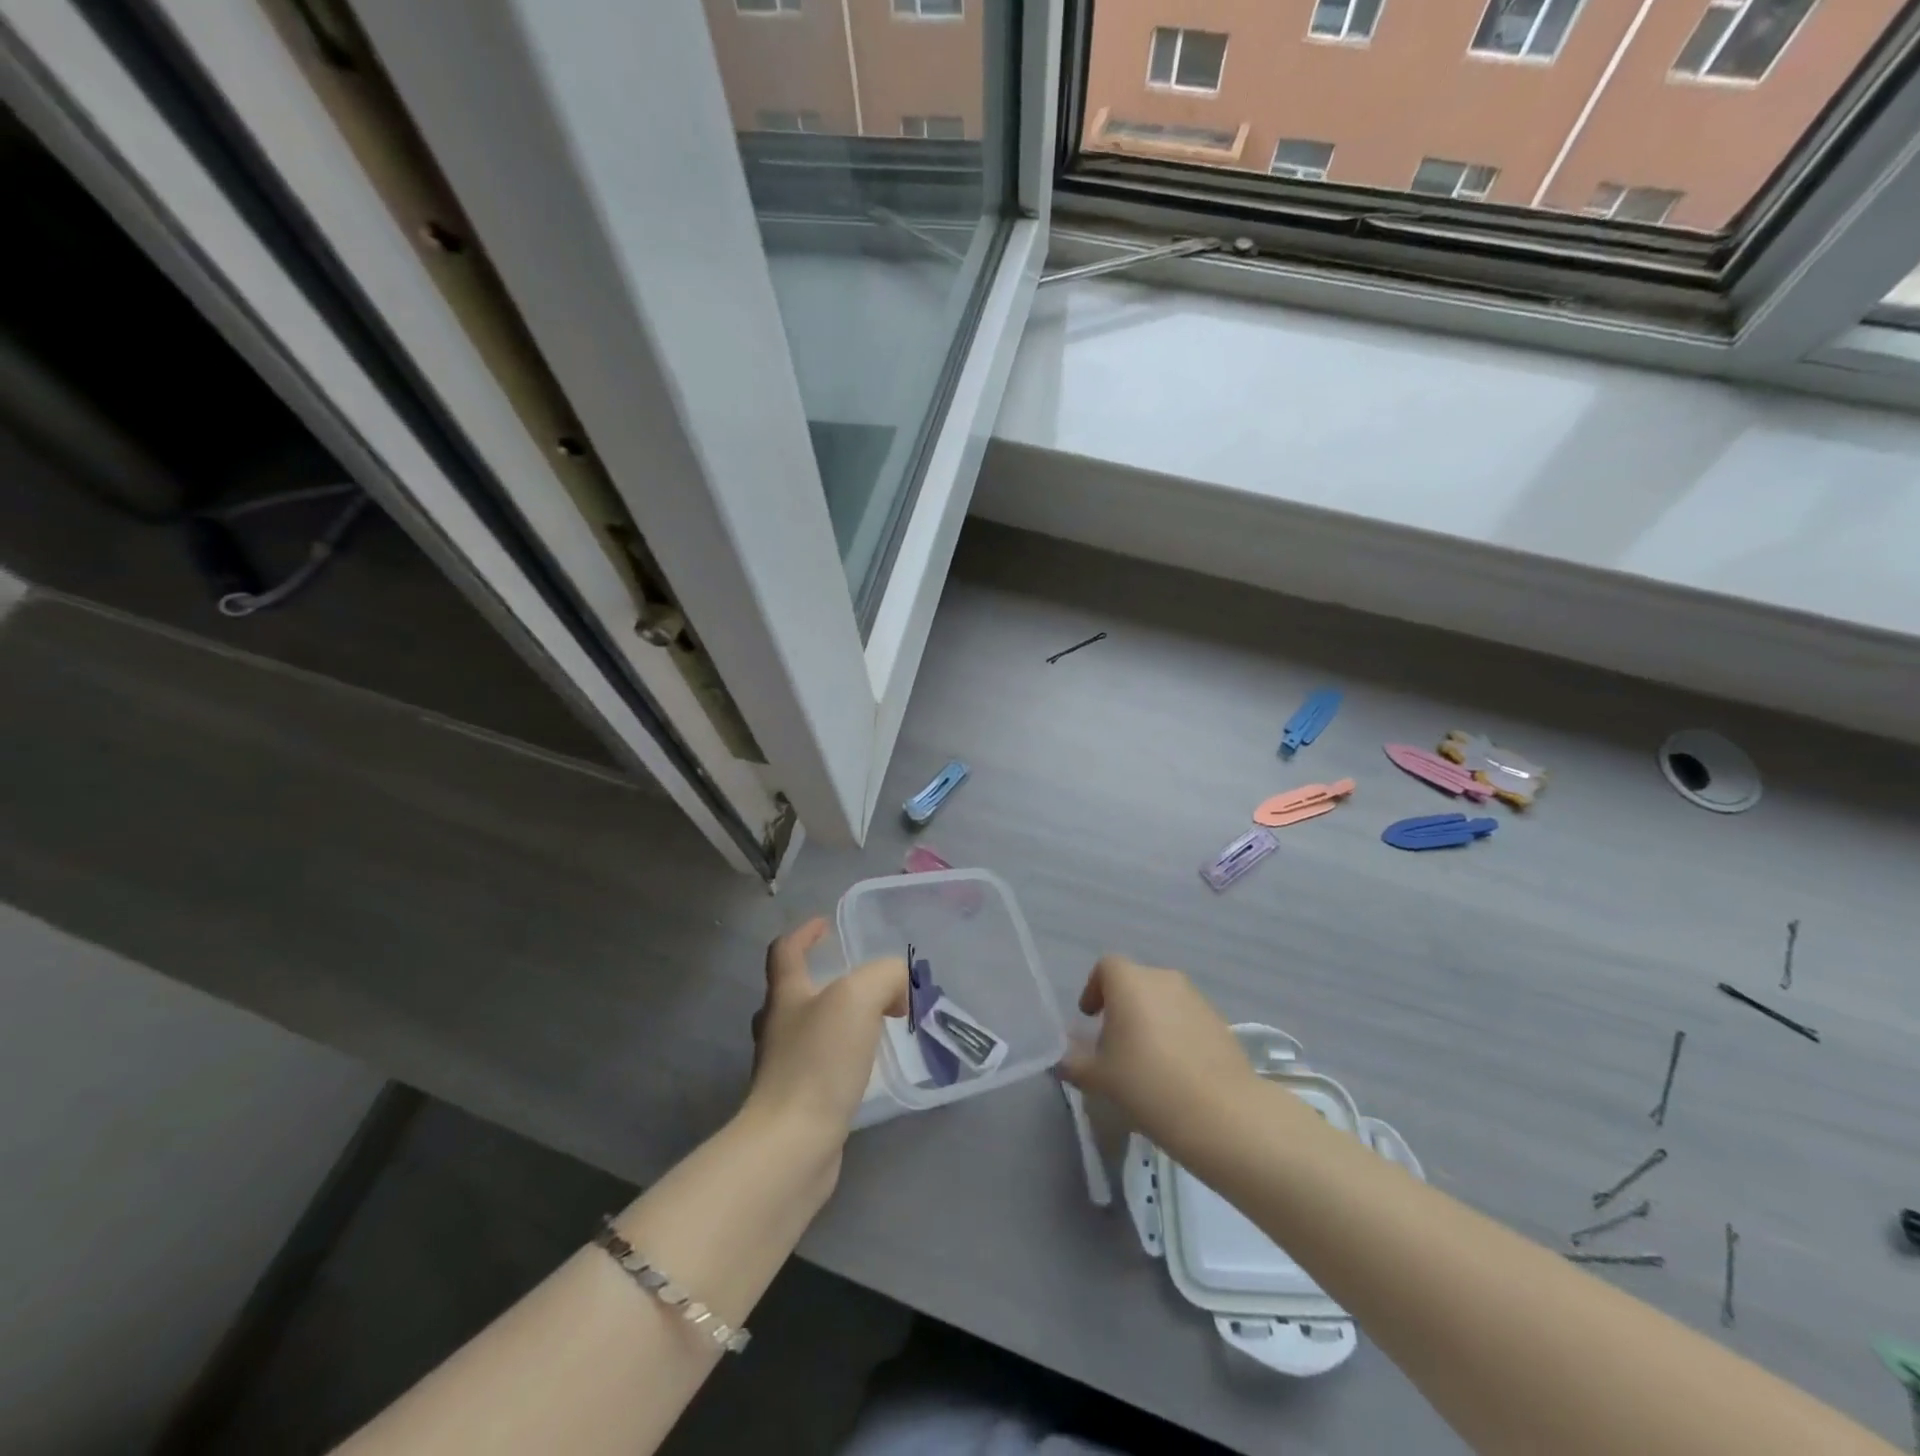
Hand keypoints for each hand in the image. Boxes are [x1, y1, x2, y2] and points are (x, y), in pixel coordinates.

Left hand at [745, 918, 906, 1160]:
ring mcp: (783, 1066)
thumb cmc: (820, 1061)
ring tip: (874, 1022)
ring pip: (808, 1029)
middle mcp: (778, 1027)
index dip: (804, 933)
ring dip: (837, 1019)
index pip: (786, 950)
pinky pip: (820, 1064)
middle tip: (862, 981)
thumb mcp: (860, 997)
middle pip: (794, 991)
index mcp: (786, 995)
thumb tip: (897, 989)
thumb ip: (885, 977)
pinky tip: (866, 1065)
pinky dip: (841, 1055)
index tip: (826, 924)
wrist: (793, 1144)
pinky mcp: (796, 1101)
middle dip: (824, 979)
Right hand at [1059, 955, 1258, 1159]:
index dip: (1094, 988)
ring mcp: (1196, 998)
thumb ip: (1074, 1062)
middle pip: (1135, 982)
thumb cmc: (1147, 1084)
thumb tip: (1063, 1057)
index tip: (1089, 1018)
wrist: (1221, 1112)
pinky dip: (1175, 1033)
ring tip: (1145, 1059)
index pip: (1106, 967)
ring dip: (1150, 1019)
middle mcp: (1163, 978)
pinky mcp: (1220, 1021)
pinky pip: (1186, 1017)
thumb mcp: (1098, 1078)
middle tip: (1115, 1043)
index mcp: (1130, 981)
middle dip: (1122, 1006)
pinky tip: (1174, 1070)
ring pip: (1163, 999)